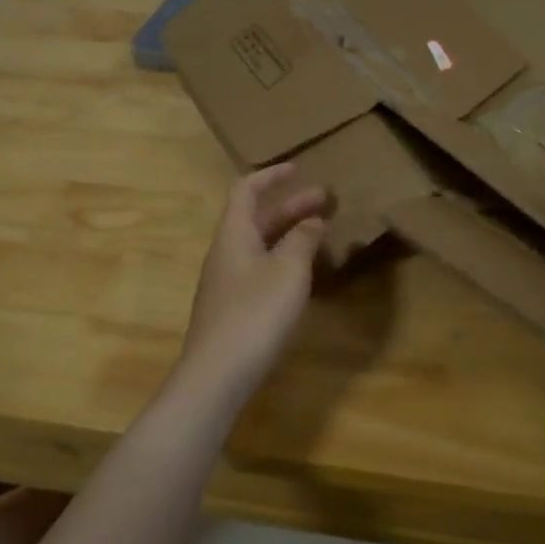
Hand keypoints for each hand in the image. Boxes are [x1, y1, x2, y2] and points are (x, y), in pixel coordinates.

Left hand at [177, 164, 329, 392]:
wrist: (217, 375)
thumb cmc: (255, 313)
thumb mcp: (288, 271)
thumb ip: (302, 240)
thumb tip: (312, 220)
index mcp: (234, 234)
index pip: (247, 190)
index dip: (271, 175)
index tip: (299, 168)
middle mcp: (226, 252)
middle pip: (257, 218)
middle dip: (291, 206)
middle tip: (327, 201)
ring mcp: (227, 282)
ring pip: (260, 245)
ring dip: (290, 234)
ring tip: (322, 234)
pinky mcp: (233, 308)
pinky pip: (260, 268)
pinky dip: (284, 260)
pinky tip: (304, 274)